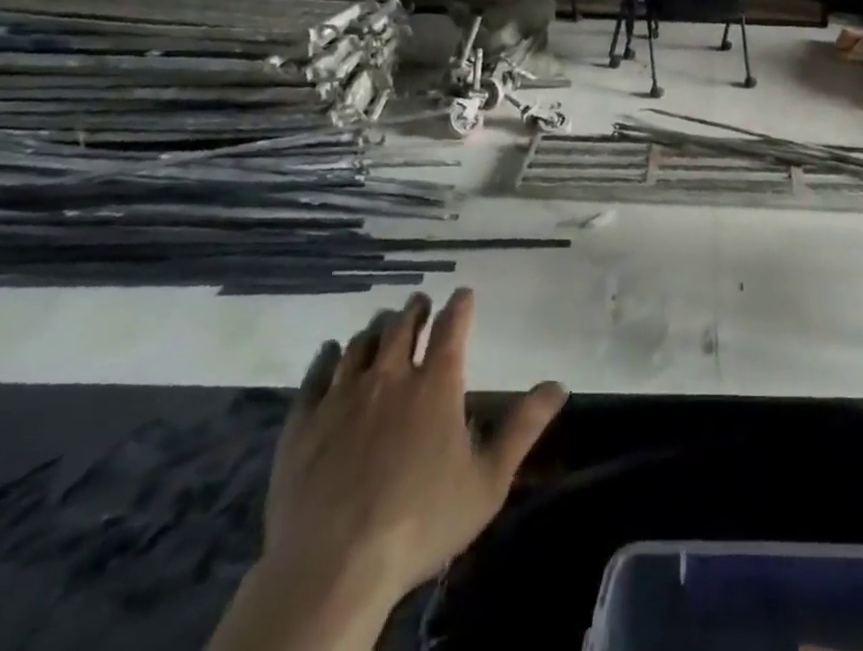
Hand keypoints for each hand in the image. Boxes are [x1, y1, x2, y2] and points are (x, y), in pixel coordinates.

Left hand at [259, 288, 565, 627]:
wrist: (332, 568)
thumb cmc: (420, 523)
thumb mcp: (488, 481)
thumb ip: (523, 427)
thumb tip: (559, 385)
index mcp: (437, 384)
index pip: (452, 326)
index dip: (460, 305)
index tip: (463, 293)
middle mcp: (391, 377)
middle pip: (403, 326)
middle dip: (416, 309)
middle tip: (420, 302)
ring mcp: (342, 397)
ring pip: (361, 344)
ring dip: (376, 329)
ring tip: (382, 325)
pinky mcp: (303, 423)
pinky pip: (316, 375)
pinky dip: (327, 357)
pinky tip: (331, 353)